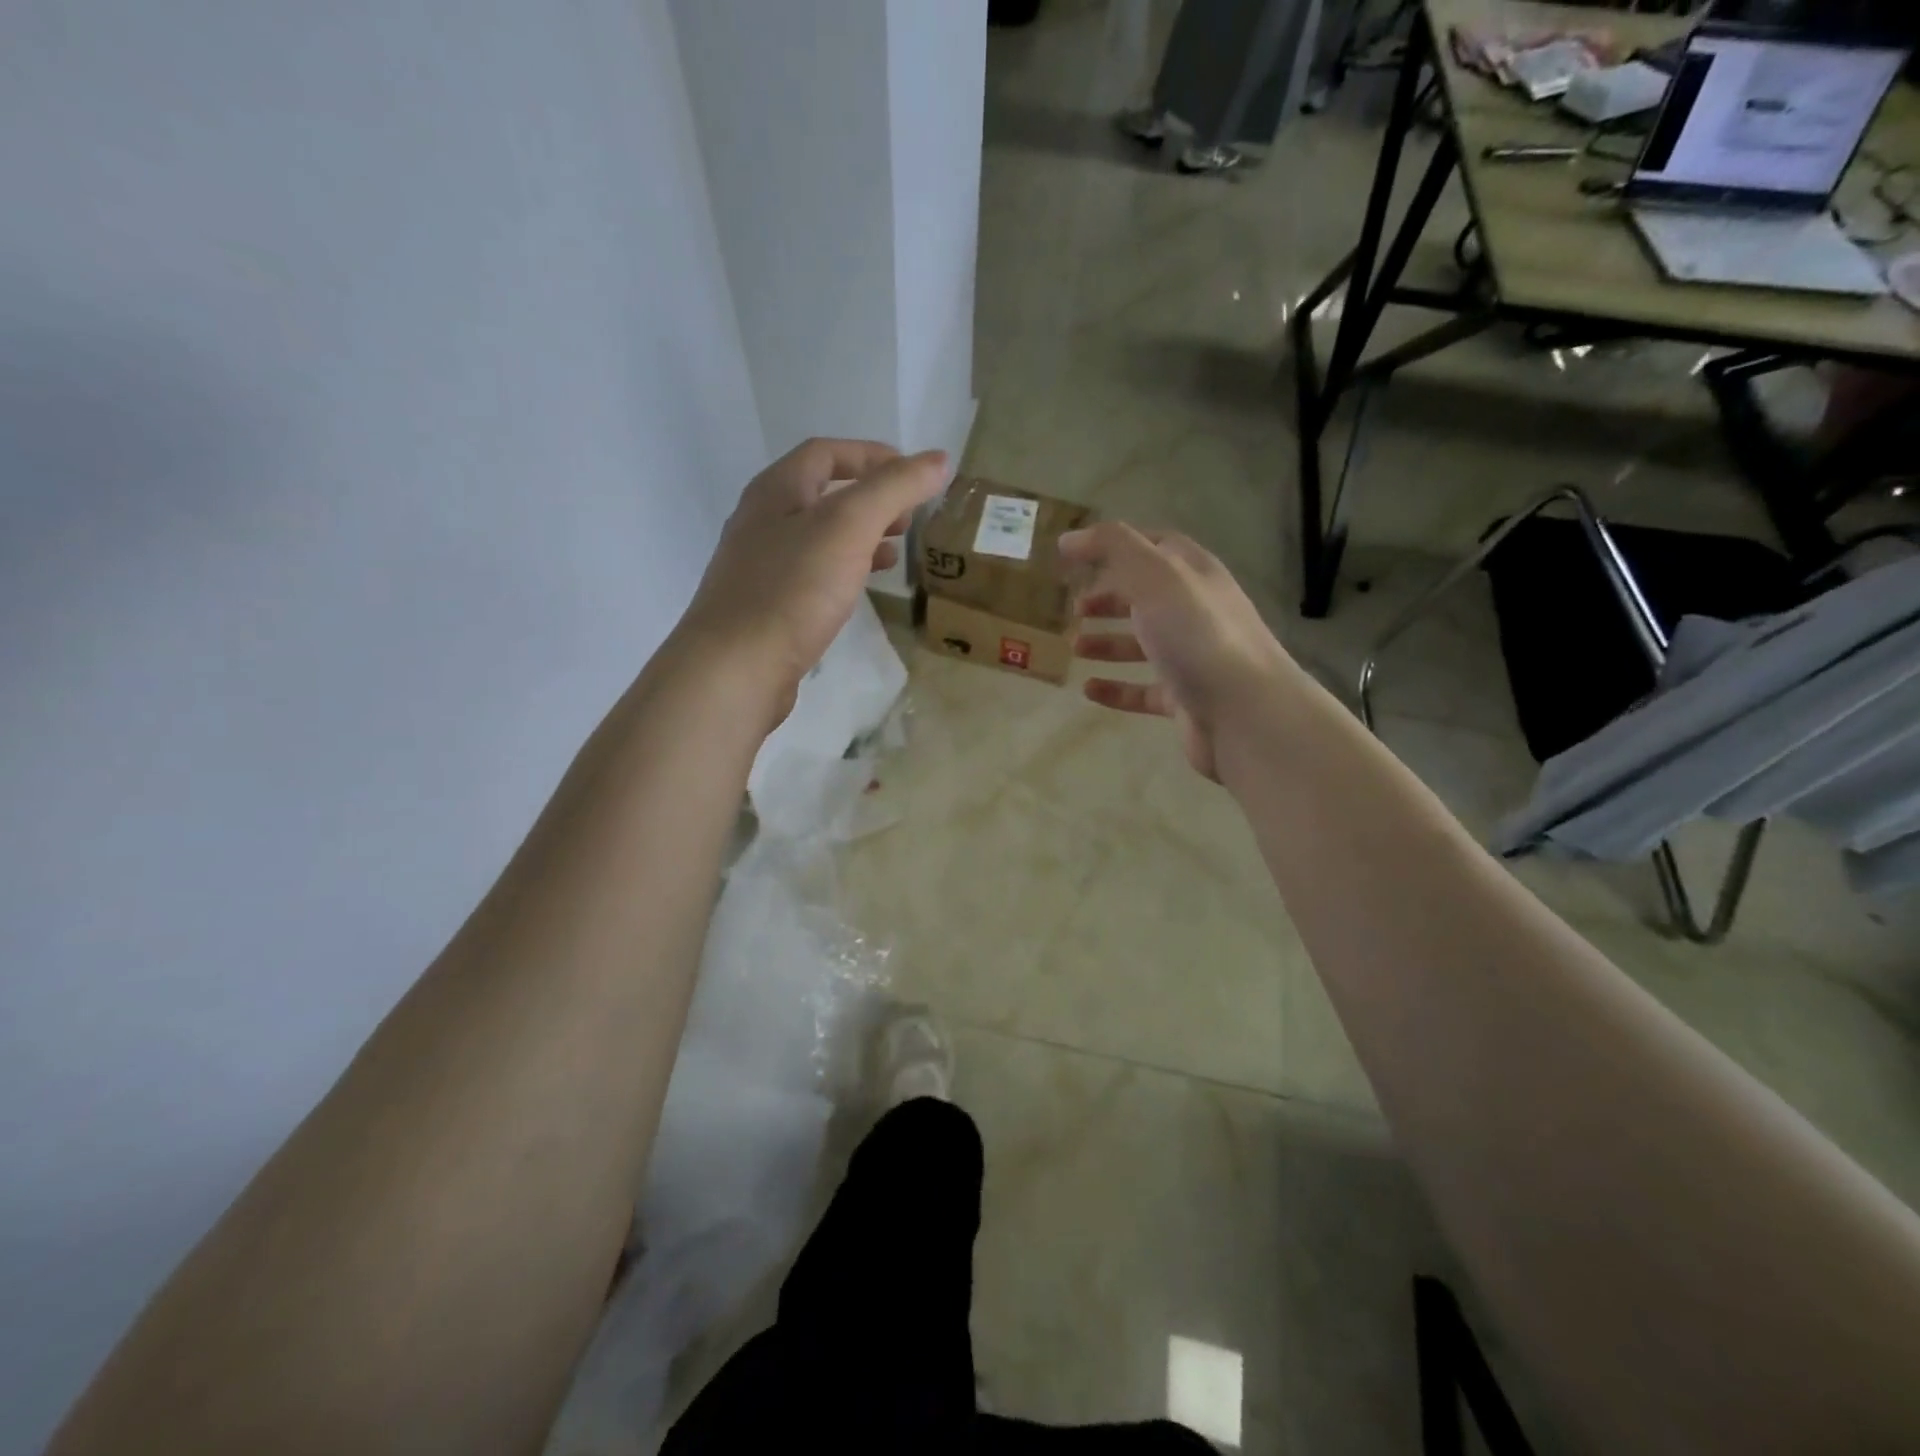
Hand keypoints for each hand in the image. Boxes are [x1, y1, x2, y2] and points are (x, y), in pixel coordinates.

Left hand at [675, 438, 947, 728]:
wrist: (736, 667)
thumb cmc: (793, 588)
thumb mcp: (850, 527)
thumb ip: (894, 489)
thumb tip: (938, 459)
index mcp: (776, 491)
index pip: (825, 453)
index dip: (872, 456)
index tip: (913, 474)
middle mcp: (761, 521)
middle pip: (820, 494)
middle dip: (869, 499)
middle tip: (908, 517)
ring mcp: (759, 566)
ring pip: (817, 537)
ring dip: (858, 537)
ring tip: (893, 552)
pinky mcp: (765, 606)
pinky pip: (811, 574)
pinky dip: (842, 571)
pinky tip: (859, 590)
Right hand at [1061, 522, 1294, 780]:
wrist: (1246, 712)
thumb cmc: (1198, 635)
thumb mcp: (1155, 576)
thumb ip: (1113, 549)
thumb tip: (1069, 538)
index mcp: (1195, 574)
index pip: (1156, 547)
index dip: (1118, 546)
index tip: (1078, 556)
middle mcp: (1196, 611)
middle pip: (1147, 596)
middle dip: (1110, 597)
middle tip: (1074, 607)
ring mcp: (1193, 657)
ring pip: (1144, 644)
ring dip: (1108, 642)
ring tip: (1074, 647)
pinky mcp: (1185, 699)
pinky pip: (1143, 690)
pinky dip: (1116, 688)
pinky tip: (1089, 690)